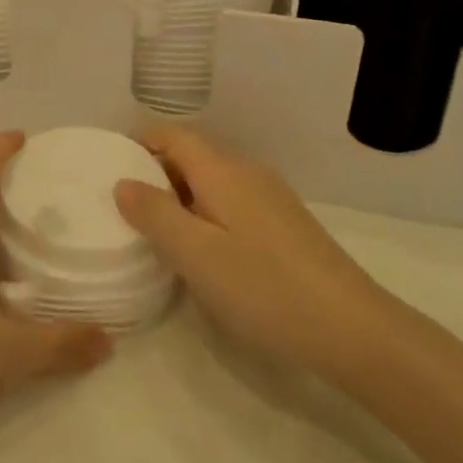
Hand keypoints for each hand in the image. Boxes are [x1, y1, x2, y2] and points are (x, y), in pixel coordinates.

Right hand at [114, 125, 396, 380]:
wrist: (352, 328)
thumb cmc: (264, 287)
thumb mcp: (195, 254)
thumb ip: (154, 214)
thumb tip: (123, 183)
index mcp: (221, 169)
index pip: (172, 134)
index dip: (139, 142)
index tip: (110, 168)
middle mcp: (246, 171)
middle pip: (191, 154)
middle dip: (156, 172)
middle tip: (126, 208)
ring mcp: (270, 195)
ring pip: (212, 180)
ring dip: (181, 195)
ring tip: (158, 232)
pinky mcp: (285, 222)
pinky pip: (232, 200)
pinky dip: (206, 211)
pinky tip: (204, 250)